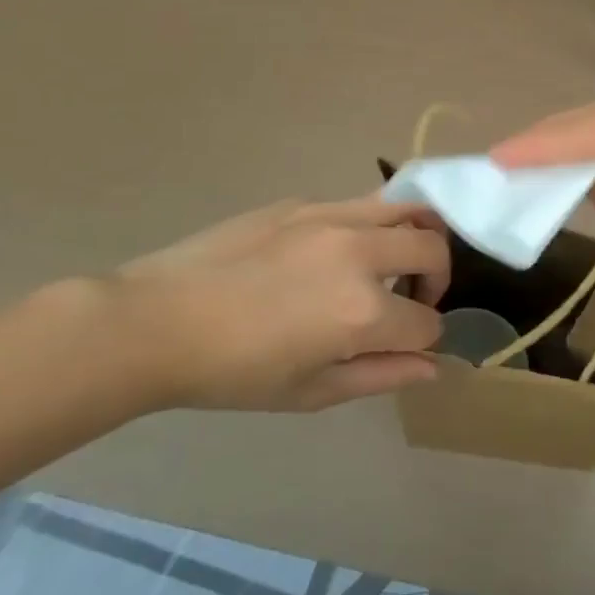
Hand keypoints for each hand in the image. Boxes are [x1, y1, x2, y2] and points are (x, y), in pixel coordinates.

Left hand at [89, 196, 449, 412]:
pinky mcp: (305, 203)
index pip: (428, 322)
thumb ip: (381, 375)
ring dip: (416, 237)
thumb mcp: (310, 392)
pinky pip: (360, 205)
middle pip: (433, 250)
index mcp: (363, 311)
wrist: (158, 321)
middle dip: (437, 280)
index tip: (402, 348)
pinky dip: (371, 226)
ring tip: (392, 262)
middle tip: (410, 300)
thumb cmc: (233, 373)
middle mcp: (361, 253)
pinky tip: (335, 253)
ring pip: (408, 210)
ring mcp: (333, 218)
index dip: (423, 340)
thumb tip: (432, 366)